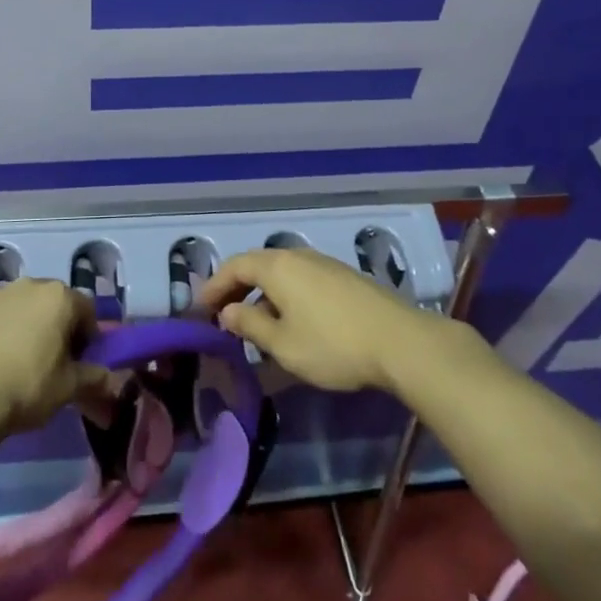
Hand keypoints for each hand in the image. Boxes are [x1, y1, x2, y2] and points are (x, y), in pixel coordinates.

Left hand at [0, 279, 111, 436]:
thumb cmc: (26, 387)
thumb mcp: (68, 388)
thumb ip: (93, 378)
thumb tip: (110, 379)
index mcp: (59, 297)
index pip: (86, 311)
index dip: (87, 337)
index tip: (79, 363)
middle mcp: (29, 284)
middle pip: (52, 304)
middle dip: (55, 327)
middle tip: (50, 363)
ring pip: (19, 307)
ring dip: (24, 326)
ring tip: (15, 362)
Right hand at [198, 247, 444, 392]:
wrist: (399, 341)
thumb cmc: (333, 345)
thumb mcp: (284, 345)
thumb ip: (251, 326)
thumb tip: (228, 312)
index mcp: (277, 266)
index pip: (235, 266)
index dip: (215, 286)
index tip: (201, 309)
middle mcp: (297, 255)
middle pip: (256, 264)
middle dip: (236, 287)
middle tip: (222, 313)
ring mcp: (322, 264)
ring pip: (280, 271)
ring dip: (260, 292)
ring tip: (253, 321)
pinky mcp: (342, 277)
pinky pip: (300, 279)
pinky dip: (283, 294)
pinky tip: (289, 320)